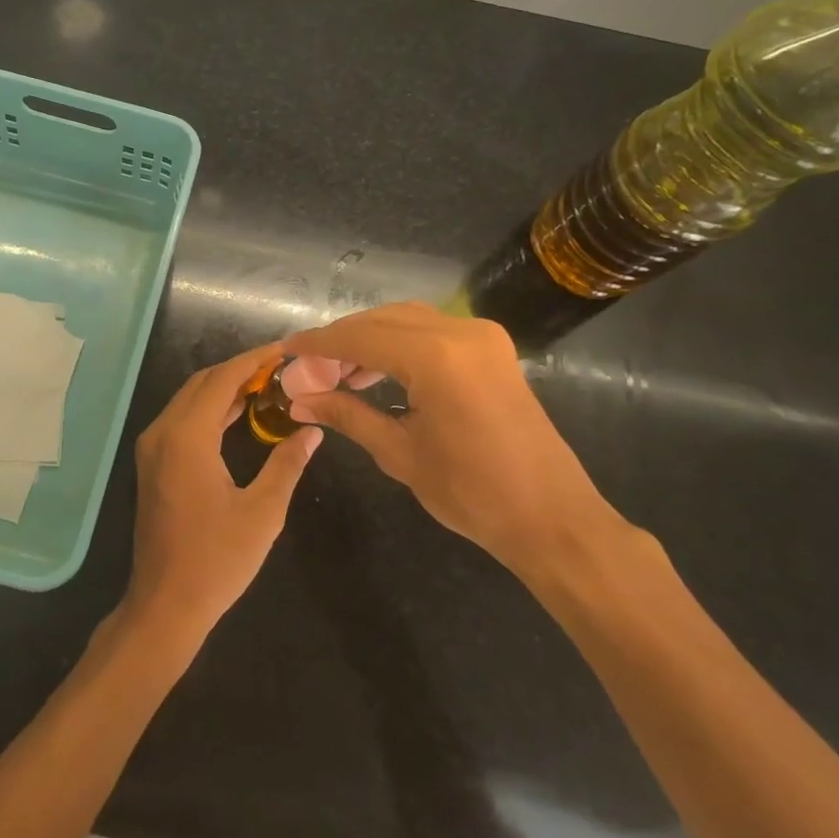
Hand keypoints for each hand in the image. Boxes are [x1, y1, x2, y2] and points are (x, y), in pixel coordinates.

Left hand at [123, 344, 321, 644]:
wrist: (165, 604)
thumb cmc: (217, 560)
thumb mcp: (263, 512)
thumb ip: (287, 464)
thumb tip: (311, 431)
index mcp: (187, 437)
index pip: (222, 380)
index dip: (253, 360)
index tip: (284, 350)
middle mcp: (162, 432)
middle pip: (202, 383)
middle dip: (240, 370)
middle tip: (280, 368)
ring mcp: (153, 447)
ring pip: (189, 399)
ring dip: (224, 388)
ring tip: (267, 385)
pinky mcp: (153, 462)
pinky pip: (182, 419)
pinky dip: (210, 409)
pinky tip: (239, 413)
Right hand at [285, 303, 621, 581]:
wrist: (553, 518)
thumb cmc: (473, 493)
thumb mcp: (399, 453)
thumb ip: (347, 415)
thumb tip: (299, 400)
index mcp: (436, 357)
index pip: (360, 338)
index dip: (319, 344)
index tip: (286, 351)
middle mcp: (460, 332)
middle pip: (381, 320)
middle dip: (341, 340)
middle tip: (308, 368)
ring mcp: (481, 336)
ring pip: (406, 319)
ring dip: (369, 338)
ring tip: (337, 372)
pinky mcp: (492, 348)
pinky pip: (432, 330)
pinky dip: (399, 342)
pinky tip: (377, 370)